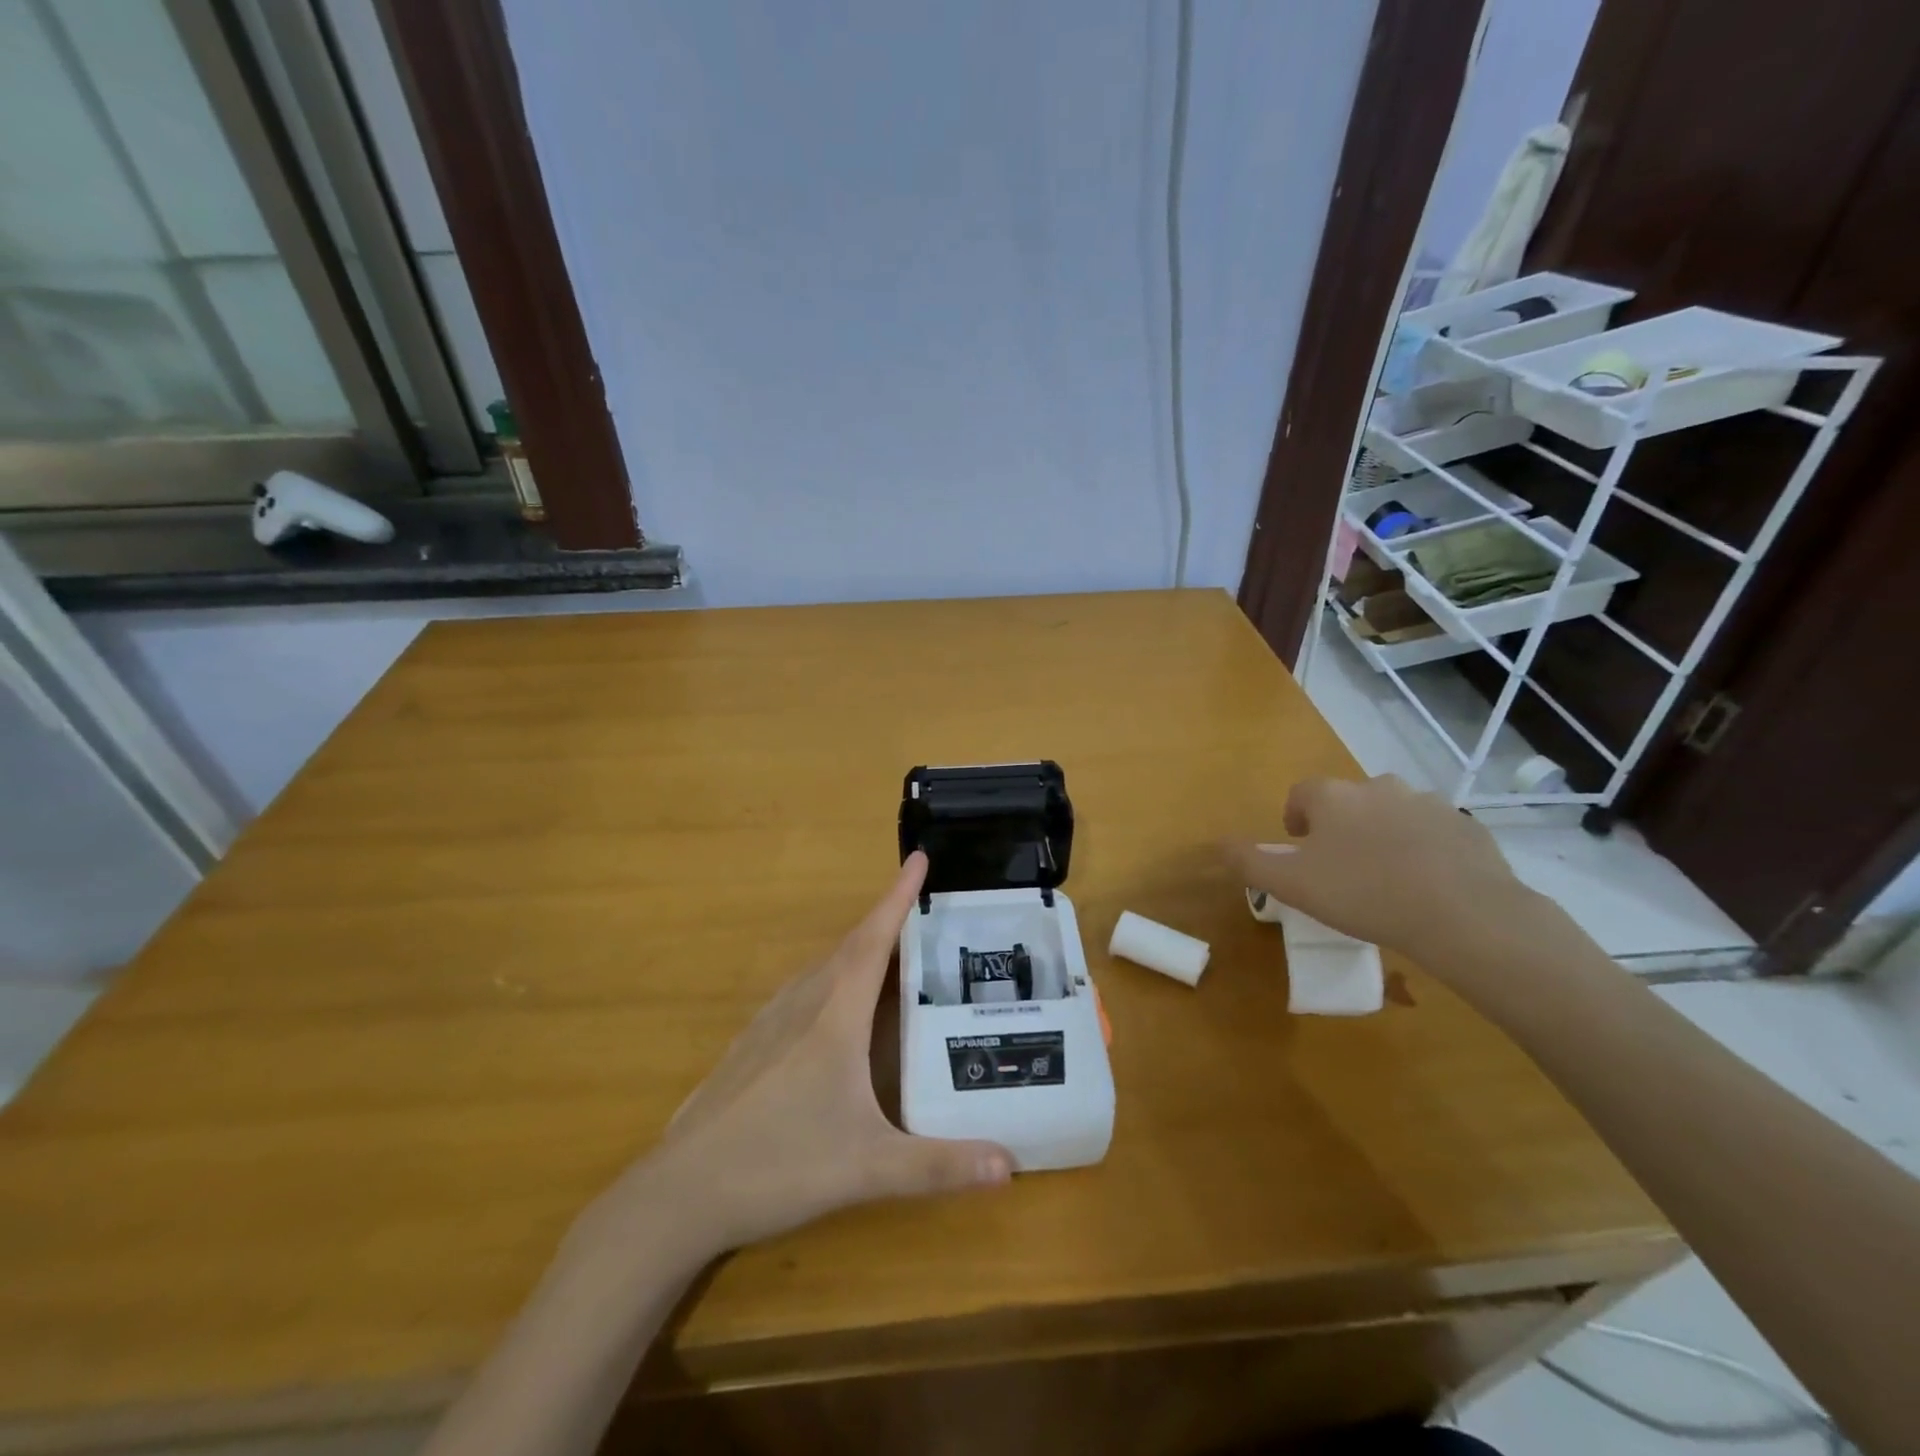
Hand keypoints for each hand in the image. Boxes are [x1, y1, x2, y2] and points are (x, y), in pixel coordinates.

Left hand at [590, 852, 1012, 1261]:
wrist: (681, 1193)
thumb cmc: (779, 1165)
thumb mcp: (868, 1168)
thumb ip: (939, 1167)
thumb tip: (1010, 1166)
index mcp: (835, 1015)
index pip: (874, 939)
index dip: (898, 896)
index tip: (919, 857)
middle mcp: (803, 1004)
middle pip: (851, 946)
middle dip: (887, 920)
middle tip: (923, 910)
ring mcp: (770, 1021)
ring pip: (824, 967)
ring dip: (859, 948)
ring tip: (891, 952)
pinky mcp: (752, 1043)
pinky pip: (803, 990)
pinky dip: (832, 978)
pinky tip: (837, 1006)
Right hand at [1226, 774, 1537, 959]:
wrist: (1464, 915)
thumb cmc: (1363, 894)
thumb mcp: (1291, 885)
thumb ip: (1250, 862)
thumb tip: (1218, 844)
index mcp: (1334, 796)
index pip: (1303, 793)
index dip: (1296, 818)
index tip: (1300, 849)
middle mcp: (1378, 787)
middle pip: (1349, 800)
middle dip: (1341, 827)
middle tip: (1342, 868)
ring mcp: (1428, 804)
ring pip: (1393, 813)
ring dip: (1383, 835)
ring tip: (1386, 879)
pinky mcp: (1467, 827)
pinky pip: (1434, 833)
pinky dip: (1424, 850)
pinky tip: (1426, 886)